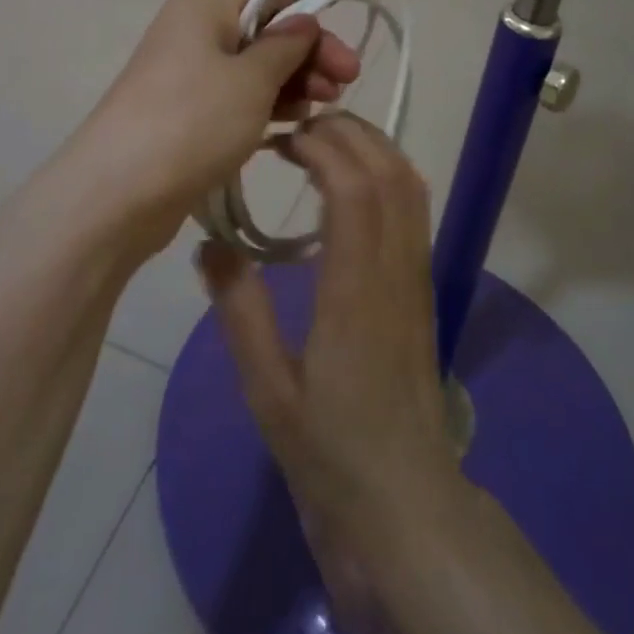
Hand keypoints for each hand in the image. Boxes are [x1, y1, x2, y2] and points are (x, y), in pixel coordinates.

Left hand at [75, 0, 361, 250]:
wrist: (117, 195)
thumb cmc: (192, 121)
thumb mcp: (251, 79)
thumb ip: (285, 45)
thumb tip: (302, 20)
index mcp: (204, 6)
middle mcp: (195, 31)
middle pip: (264, 25)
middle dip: (310, 47)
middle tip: (350, 77)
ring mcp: (189, 73)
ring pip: (256, 63)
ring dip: (295, 76)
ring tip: (329, 102)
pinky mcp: (189, 111)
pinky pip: (240, 93)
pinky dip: (270, 100)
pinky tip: (298, 118)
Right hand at [200, 113, 465, 544]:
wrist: (405, 504)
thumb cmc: (330, 453)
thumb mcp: (267, 391)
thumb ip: (239, 312)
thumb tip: (210, 244)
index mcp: (356, 293)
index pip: (354, 190)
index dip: (321, 147)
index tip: (280, 138)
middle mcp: (396, 270)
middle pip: (389, 171)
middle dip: (347, 132)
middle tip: (297, 128)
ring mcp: (418, 275)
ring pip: (410, 183)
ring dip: (372, 145)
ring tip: (323, 141)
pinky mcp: (424, 284)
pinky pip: (416, 207)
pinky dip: (388, 171)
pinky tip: (353, 180)